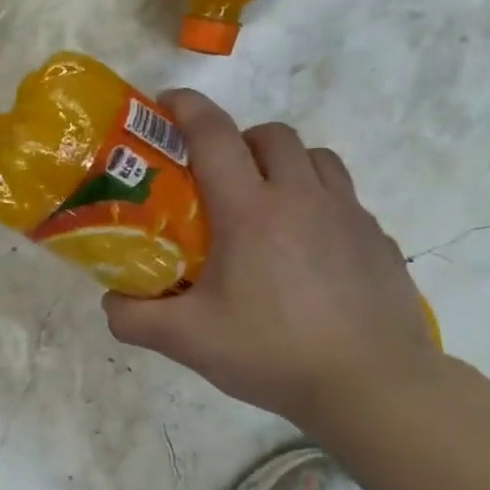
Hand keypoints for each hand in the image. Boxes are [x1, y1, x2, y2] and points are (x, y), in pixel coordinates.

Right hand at [104, 90, 440, 423]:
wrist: (375, 387)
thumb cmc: (274, 352)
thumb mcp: (188, 340)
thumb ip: (135, 319)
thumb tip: (110, 302)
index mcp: (250, 211)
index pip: (214, 135)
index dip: (187, 108)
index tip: (166, 102)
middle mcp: (301, 198)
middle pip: (271, 135)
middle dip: (240, 140)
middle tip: (219, 176)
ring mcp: (348, 216)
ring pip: (316, 158)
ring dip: (285, 163)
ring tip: (267, 203)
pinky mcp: (378, 240)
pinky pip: (344, 197)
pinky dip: (319, 202)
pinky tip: (307, 248)